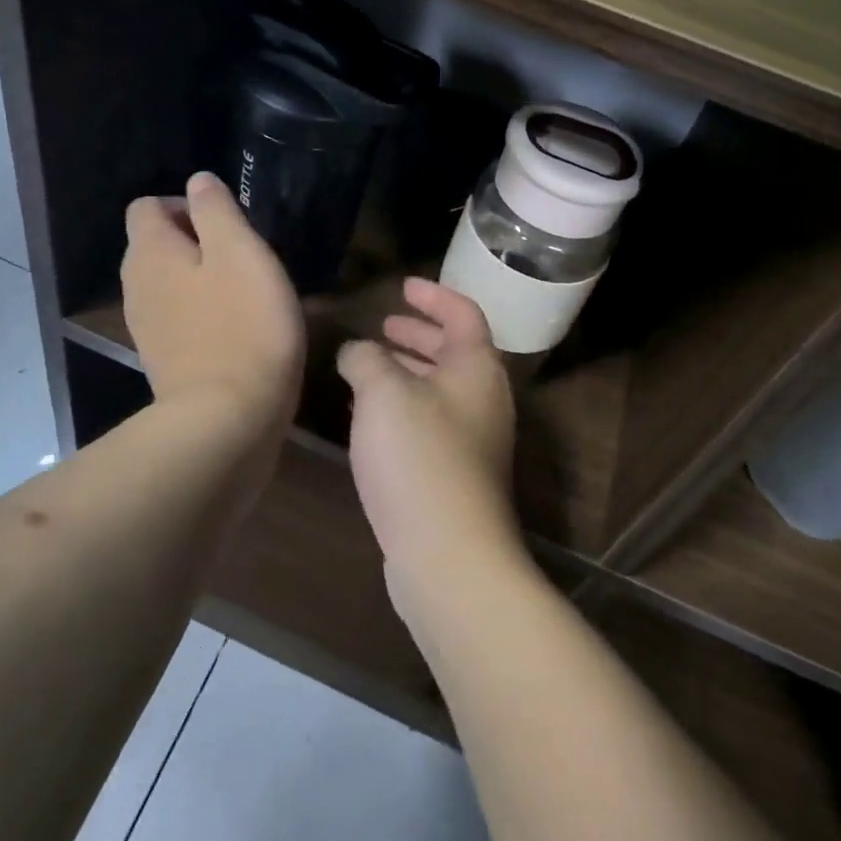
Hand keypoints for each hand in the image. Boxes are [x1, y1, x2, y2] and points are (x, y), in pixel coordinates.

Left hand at [120, 172, 304, 439]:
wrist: (228, 419)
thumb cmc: (243, 324)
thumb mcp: (241, 252)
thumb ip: (216, 210)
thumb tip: (197, 181)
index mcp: (150, 252)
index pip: (147, 206)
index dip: (186, 205)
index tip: (228, 225)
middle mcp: (137, 284)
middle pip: (156, 244)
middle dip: (197, 241)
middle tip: (244, 257)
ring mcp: (147, 326)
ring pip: (169, 282)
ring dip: (202, 278)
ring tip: (246, 292)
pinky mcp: (164, 360)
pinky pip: (179, 317)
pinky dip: (202, 313)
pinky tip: (237, 328)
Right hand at [337, 278, 522, 618]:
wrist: (449, 553)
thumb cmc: (419, 456)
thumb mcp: (383, 392)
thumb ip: (366, 359)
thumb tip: (357, 351)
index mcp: (477, 367)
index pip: (463, 313)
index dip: (433, 295)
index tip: (403, 286)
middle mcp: (484, 398)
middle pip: (454, 351)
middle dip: (418, 335)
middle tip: (384, 327)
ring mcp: (475, 440)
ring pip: (440, 389)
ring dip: (408, 372)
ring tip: (368, 368)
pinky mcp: (458, 474)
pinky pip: (431, 422)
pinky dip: (404, 407)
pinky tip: (371, 419)